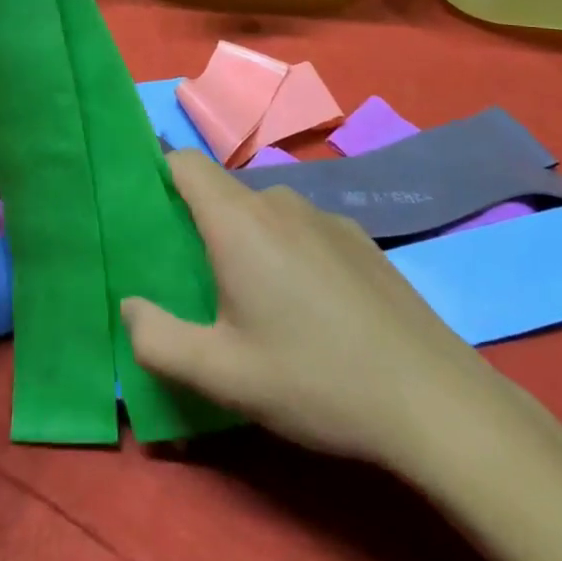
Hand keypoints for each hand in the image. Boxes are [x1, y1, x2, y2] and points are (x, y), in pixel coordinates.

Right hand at [122, 151, 508, 467]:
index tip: (148, 216)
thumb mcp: (222, 375)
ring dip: (249, 243)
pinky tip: (314, 310)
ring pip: (265, 213)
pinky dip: (290, 253)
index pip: (183, 161)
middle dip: (203, 226)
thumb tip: (129, 306)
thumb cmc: (314, 379)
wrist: (433, 399)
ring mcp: (326, 216)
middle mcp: (280, 202)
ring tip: (260, 305)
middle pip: (223, 193)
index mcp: (238, 220)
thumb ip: (157, 339)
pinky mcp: (360, 237)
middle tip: (201, 285)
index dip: (158, 176)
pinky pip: (304, 230)